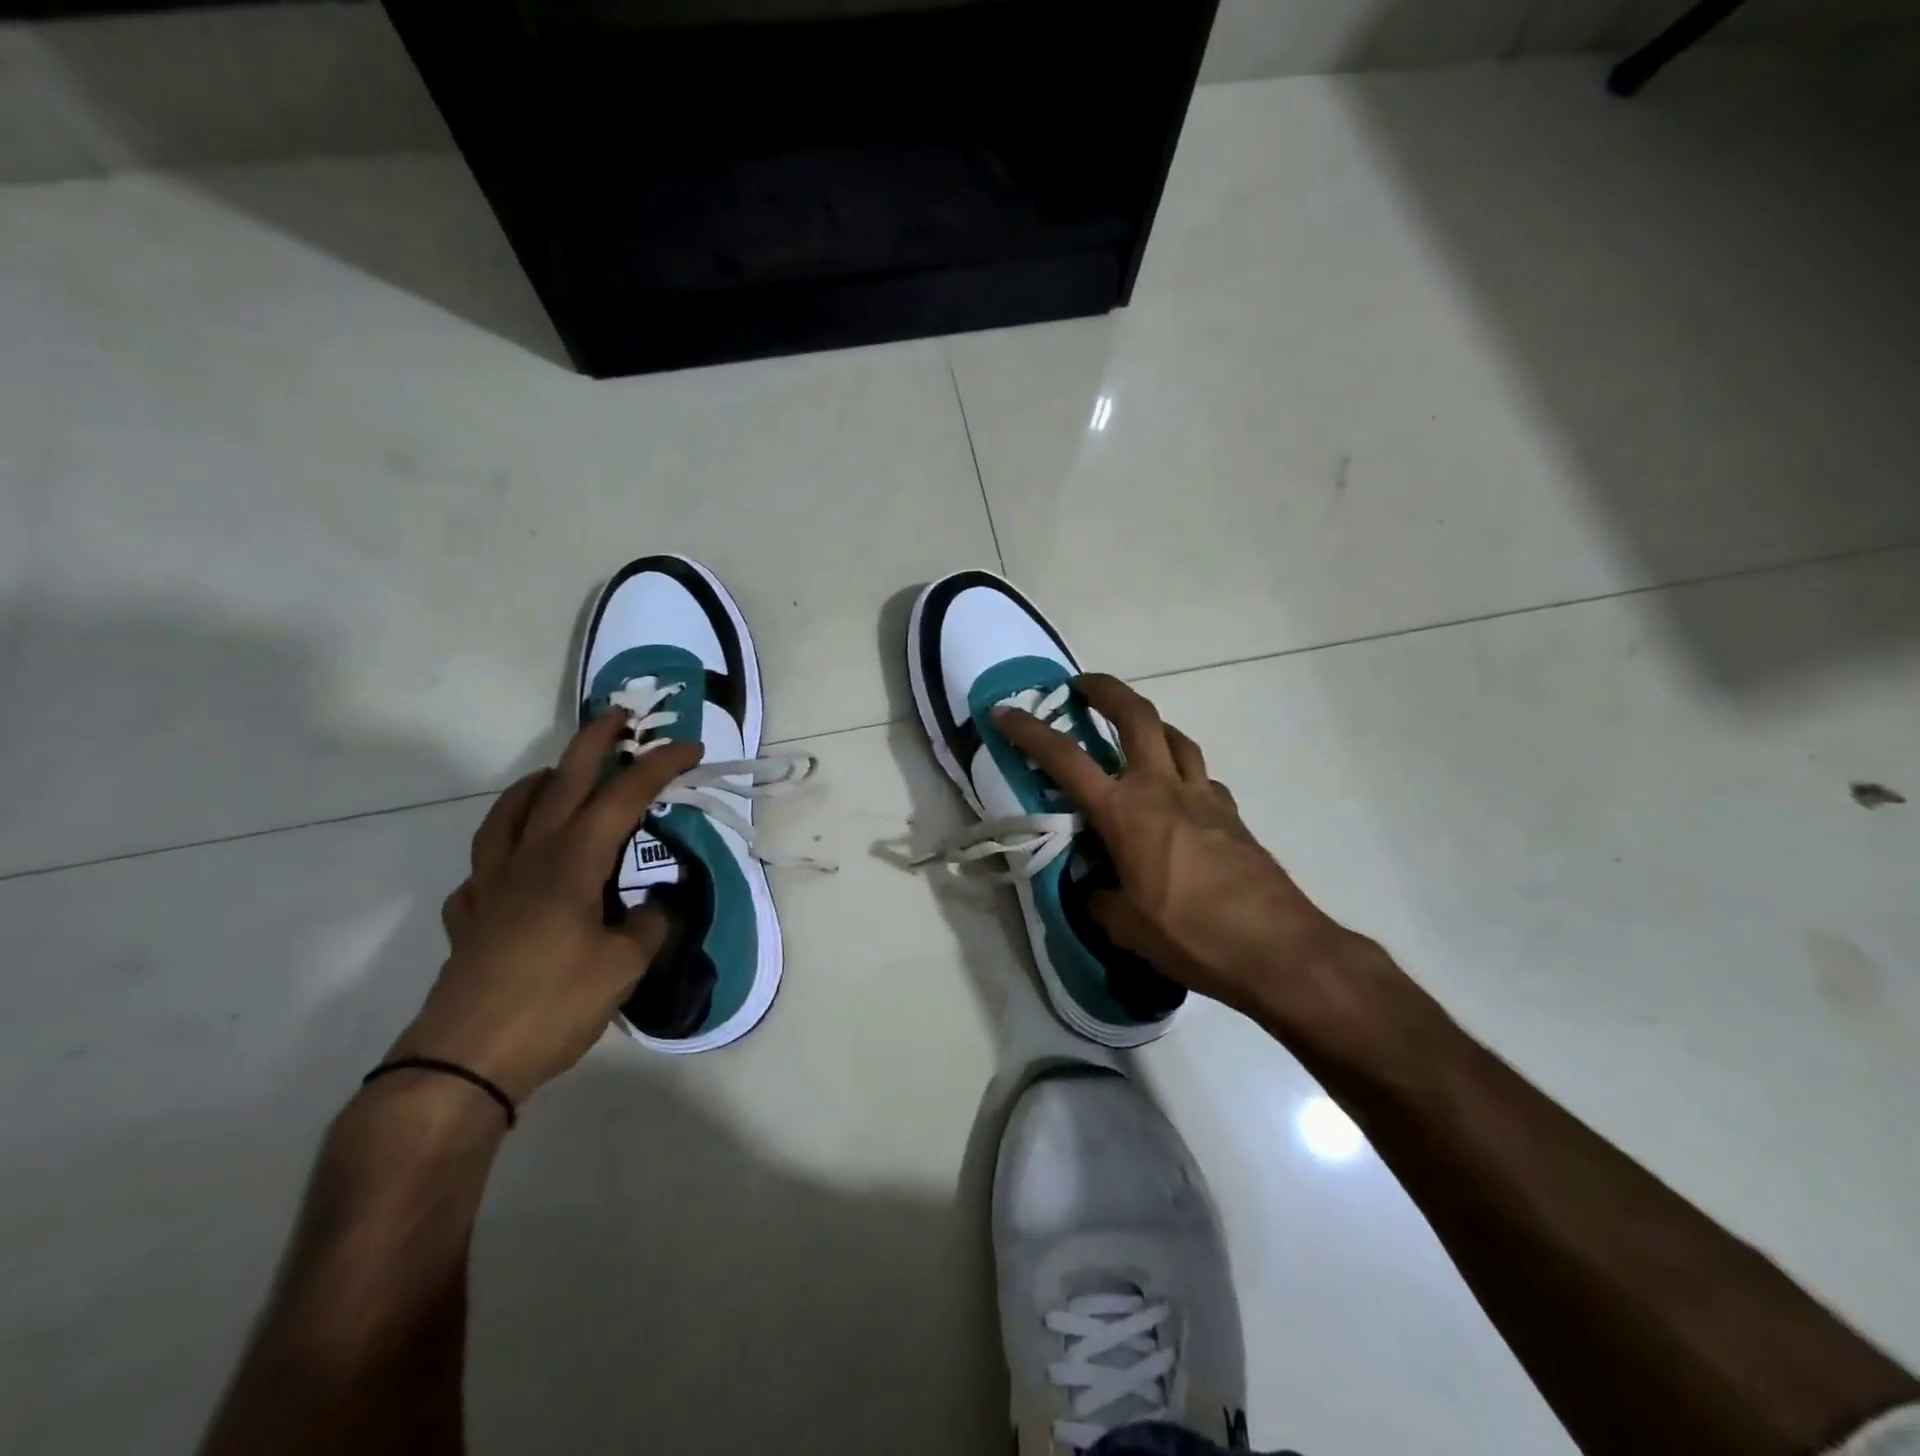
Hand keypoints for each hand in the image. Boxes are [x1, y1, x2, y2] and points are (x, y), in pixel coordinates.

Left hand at [390, 713, 702, 1104]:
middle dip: (593, 743)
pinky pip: (485, 865)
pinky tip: (517, 864)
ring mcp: (491, 885)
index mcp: (571, 862)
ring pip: (509, 813)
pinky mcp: (471, 916)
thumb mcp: (623, 966)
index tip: (689, 748)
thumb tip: (657, 907)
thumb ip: (650, 926)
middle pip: (561, 783)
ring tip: (556, 776)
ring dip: (538, 783)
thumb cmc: (553, 1004)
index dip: (658, 767)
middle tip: (618, 716)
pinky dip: (504, 848)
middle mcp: (528, 858)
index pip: (622, 798)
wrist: (464, 1061)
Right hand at [996, 674, 1365, 1023]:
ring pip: (1175, 737)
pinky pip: (1201, 776)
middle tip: (1083, 686)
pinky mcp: (1232, 813)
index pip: (1065, 758)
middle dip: (1105, 690)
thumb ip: (1099, 898)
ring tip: (1131, 734)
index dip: (1030, 731)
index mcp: (1125, 812)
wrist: (1277, 948)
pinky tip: (1177, 797)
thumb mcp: (1125, 926)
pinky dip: (1181, 771)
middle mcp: (1162, 789)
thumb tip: (1094, 888)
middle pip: (1136, 715)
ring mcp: (1203, 796)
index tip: (1005, 711)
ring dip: (1148, 724)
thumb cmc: (1190, 935)